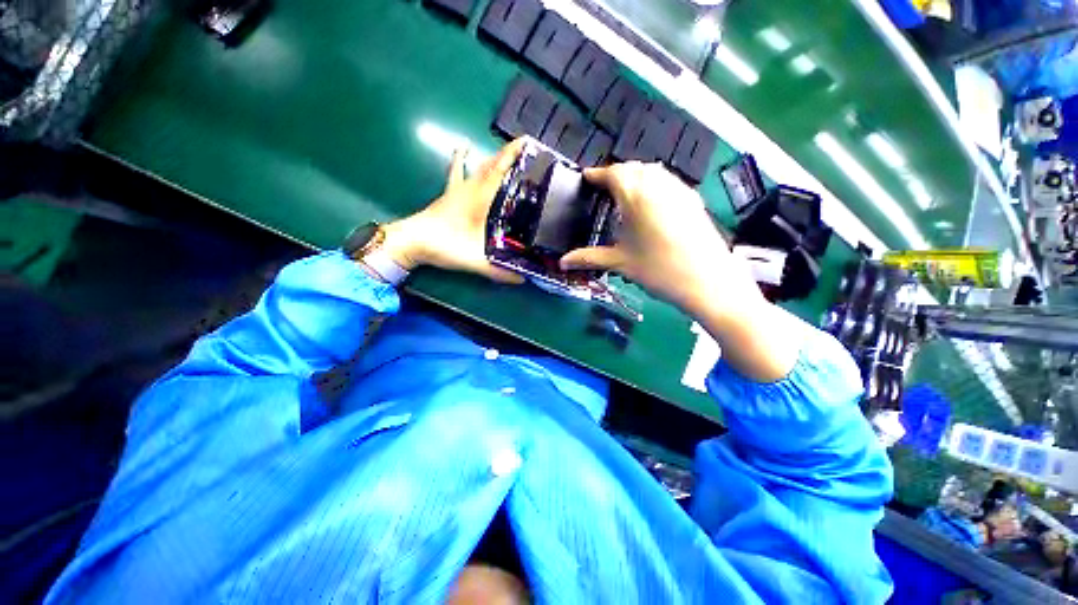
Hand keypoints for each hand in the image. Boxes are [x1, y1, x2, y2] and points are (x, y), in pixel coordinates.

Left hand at [379, 139, 526, 283]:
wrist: (411, 242)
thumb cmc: (444, 245)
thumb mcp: (476, 260)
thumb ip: (499, 271)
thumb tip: (523, 279)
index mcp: (479, 199)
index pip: (499, 171)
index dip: (514, 156)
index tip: (529, 142)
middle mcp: (471, 189)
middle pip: (491, 166)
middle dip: (509, 155)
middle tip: (526, 149)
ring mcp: (458, 190)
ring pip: (478, 168)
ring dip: (493, 158)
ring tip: (506, 149)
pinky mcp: (449, 195)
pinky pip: (457, 173)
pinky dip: (461, 160)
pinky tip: (462, 146)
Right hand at [559, 162, 755, 314]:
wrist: (707, 280)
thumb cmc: (658, 270)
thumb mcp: (620, 263)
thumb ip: (588, 258)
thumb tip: (563, 262)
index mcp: (635, 195)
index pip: (612, 173)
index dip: (596, 173)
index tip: (586, 177)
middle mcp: (657, 184)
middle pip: (632, 168)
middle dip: (615, 173)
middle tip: (602, 188)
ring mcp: (678, 189)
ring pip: (652, 171)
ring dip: (635, 175)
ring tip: (623, 193)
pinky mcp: (692, 198)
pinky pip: (667, 180)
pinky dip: (653, 183)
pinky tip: (650, 202)